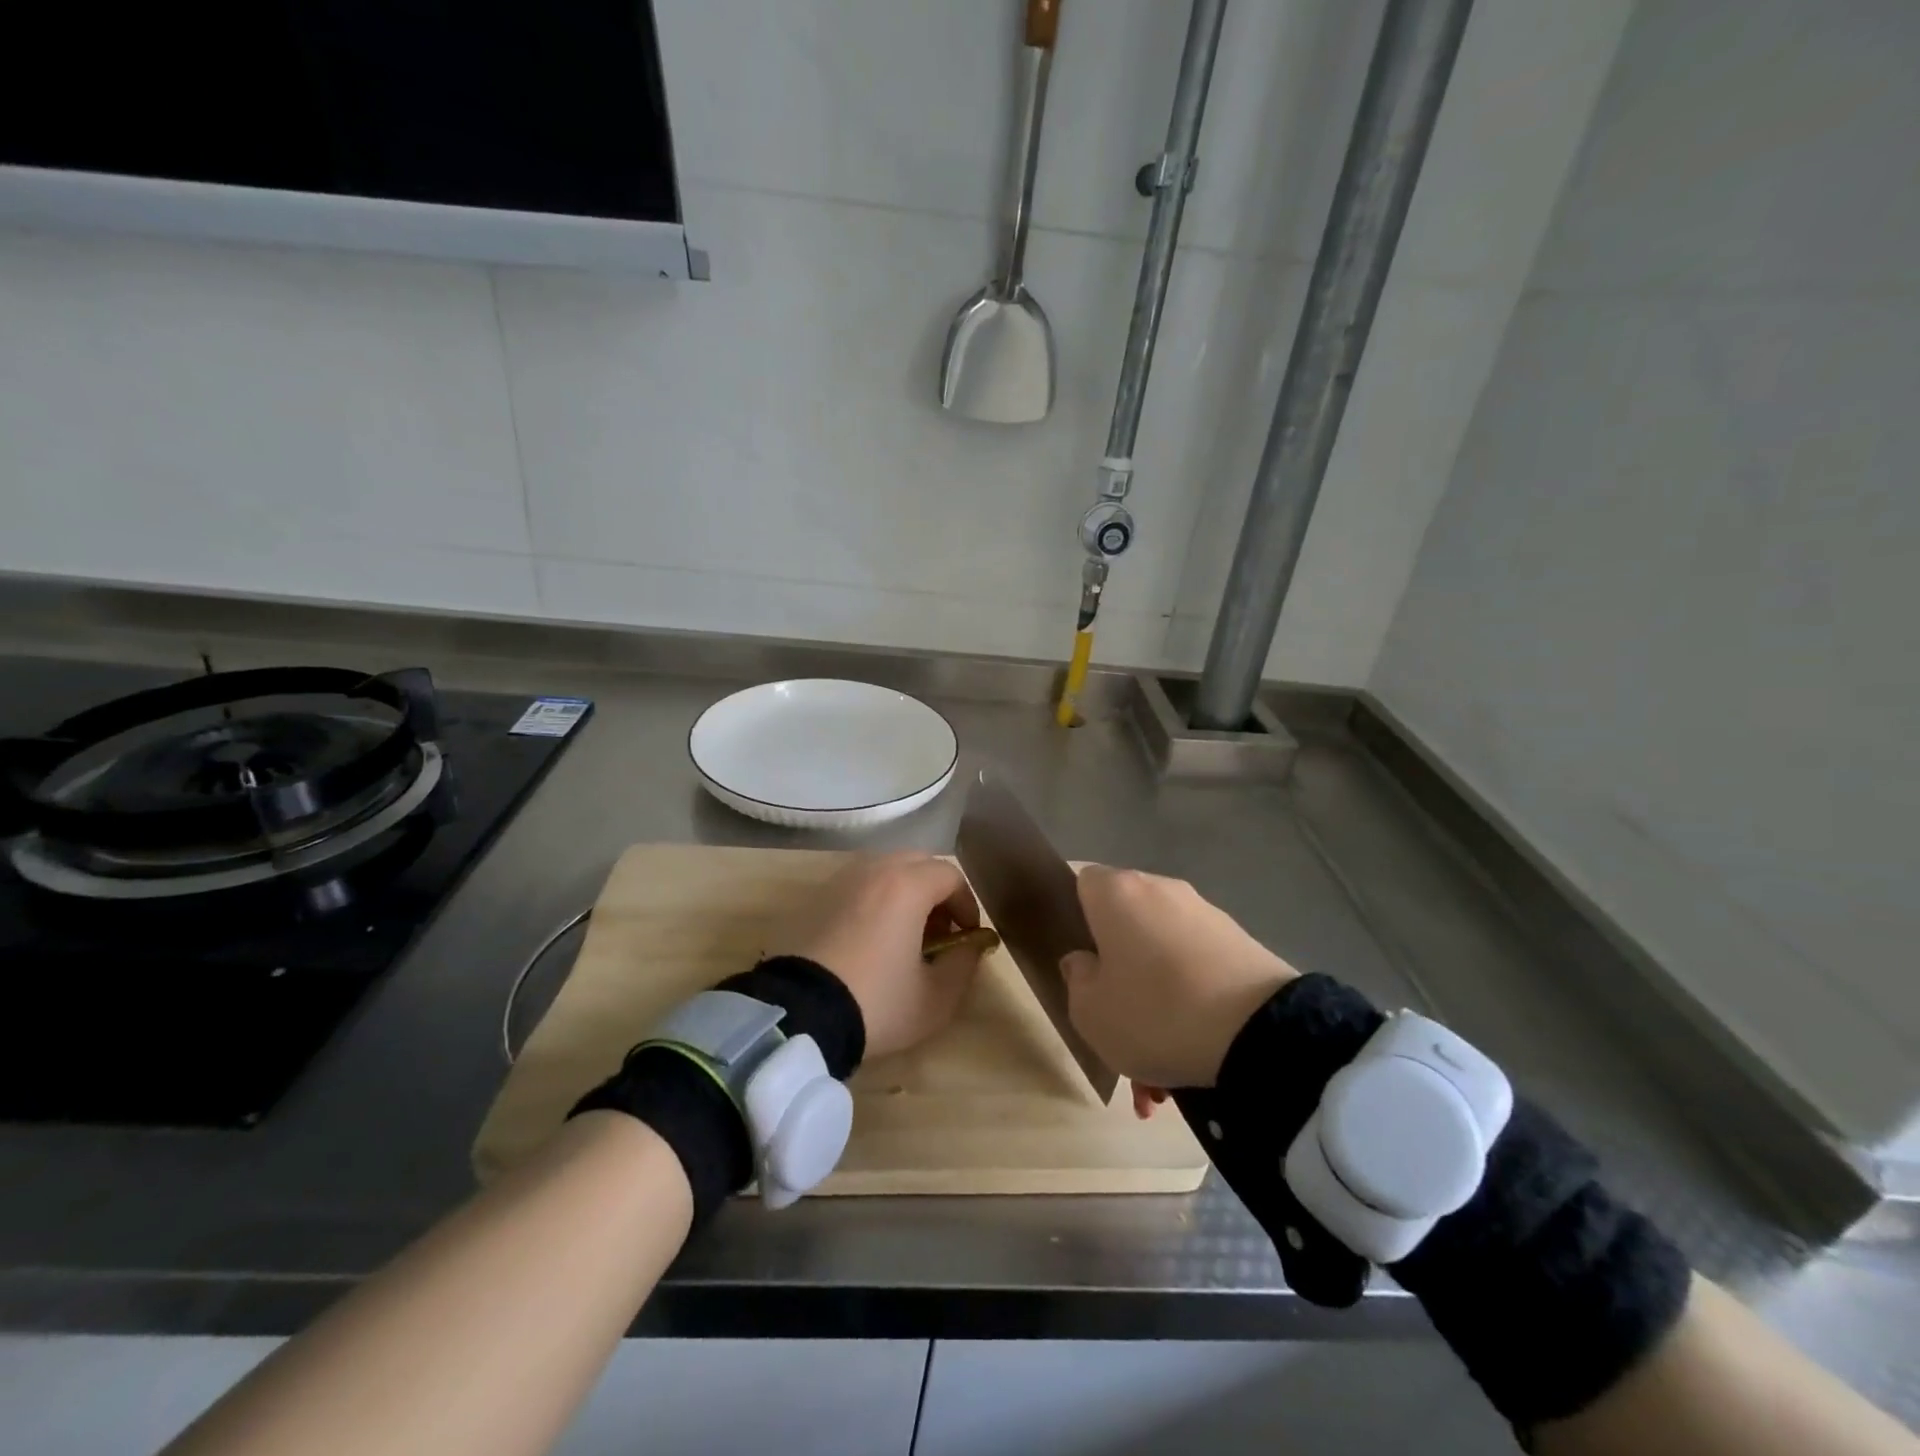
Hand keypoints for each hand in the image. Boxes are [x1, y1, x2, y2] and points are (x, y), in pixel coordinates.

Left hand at [772, 851, 988, 1061]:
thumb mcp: (936, 998)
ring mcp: (841, 881)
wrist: (800, 1014)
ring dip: (905, 893)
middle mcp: (874, 870)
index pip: (950, 875)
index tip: (968, 936)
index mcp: (907, 885)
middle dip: (937, 892)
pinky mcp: (816, 898)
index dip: (967, 903)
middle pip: (918, 863)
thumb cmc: (877, 1002)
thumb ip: (964, 965)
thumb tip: (971, 947)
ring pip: (885, 870)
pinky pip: (859, 886)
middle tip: (940, 931)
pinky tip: (872, 938)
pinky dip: (876, 900)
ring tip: (906, 935)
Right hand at [1062, 866, 1296, 1088]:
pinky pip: (1196, 970)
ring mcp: (1204, 913)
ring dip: (1154, 999)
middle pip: (1124, 921)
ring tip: (1156, 1068)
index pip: (1080, 880)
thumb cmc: (1154, 1012)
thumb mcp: (1090, 1012)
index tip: (1074, 955)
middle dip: (1117, 968)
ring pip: (1160, 955)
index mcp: (1116, 893)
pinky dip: (1188, 1004)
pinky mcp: (1239, 941)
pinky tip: (1191, 1056)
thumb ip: (1076, 979)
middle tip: (1113, 1019)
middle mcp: (1159, 889)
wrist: (1260, 1033)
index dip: (1071, 913)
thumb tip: (1084, 960)